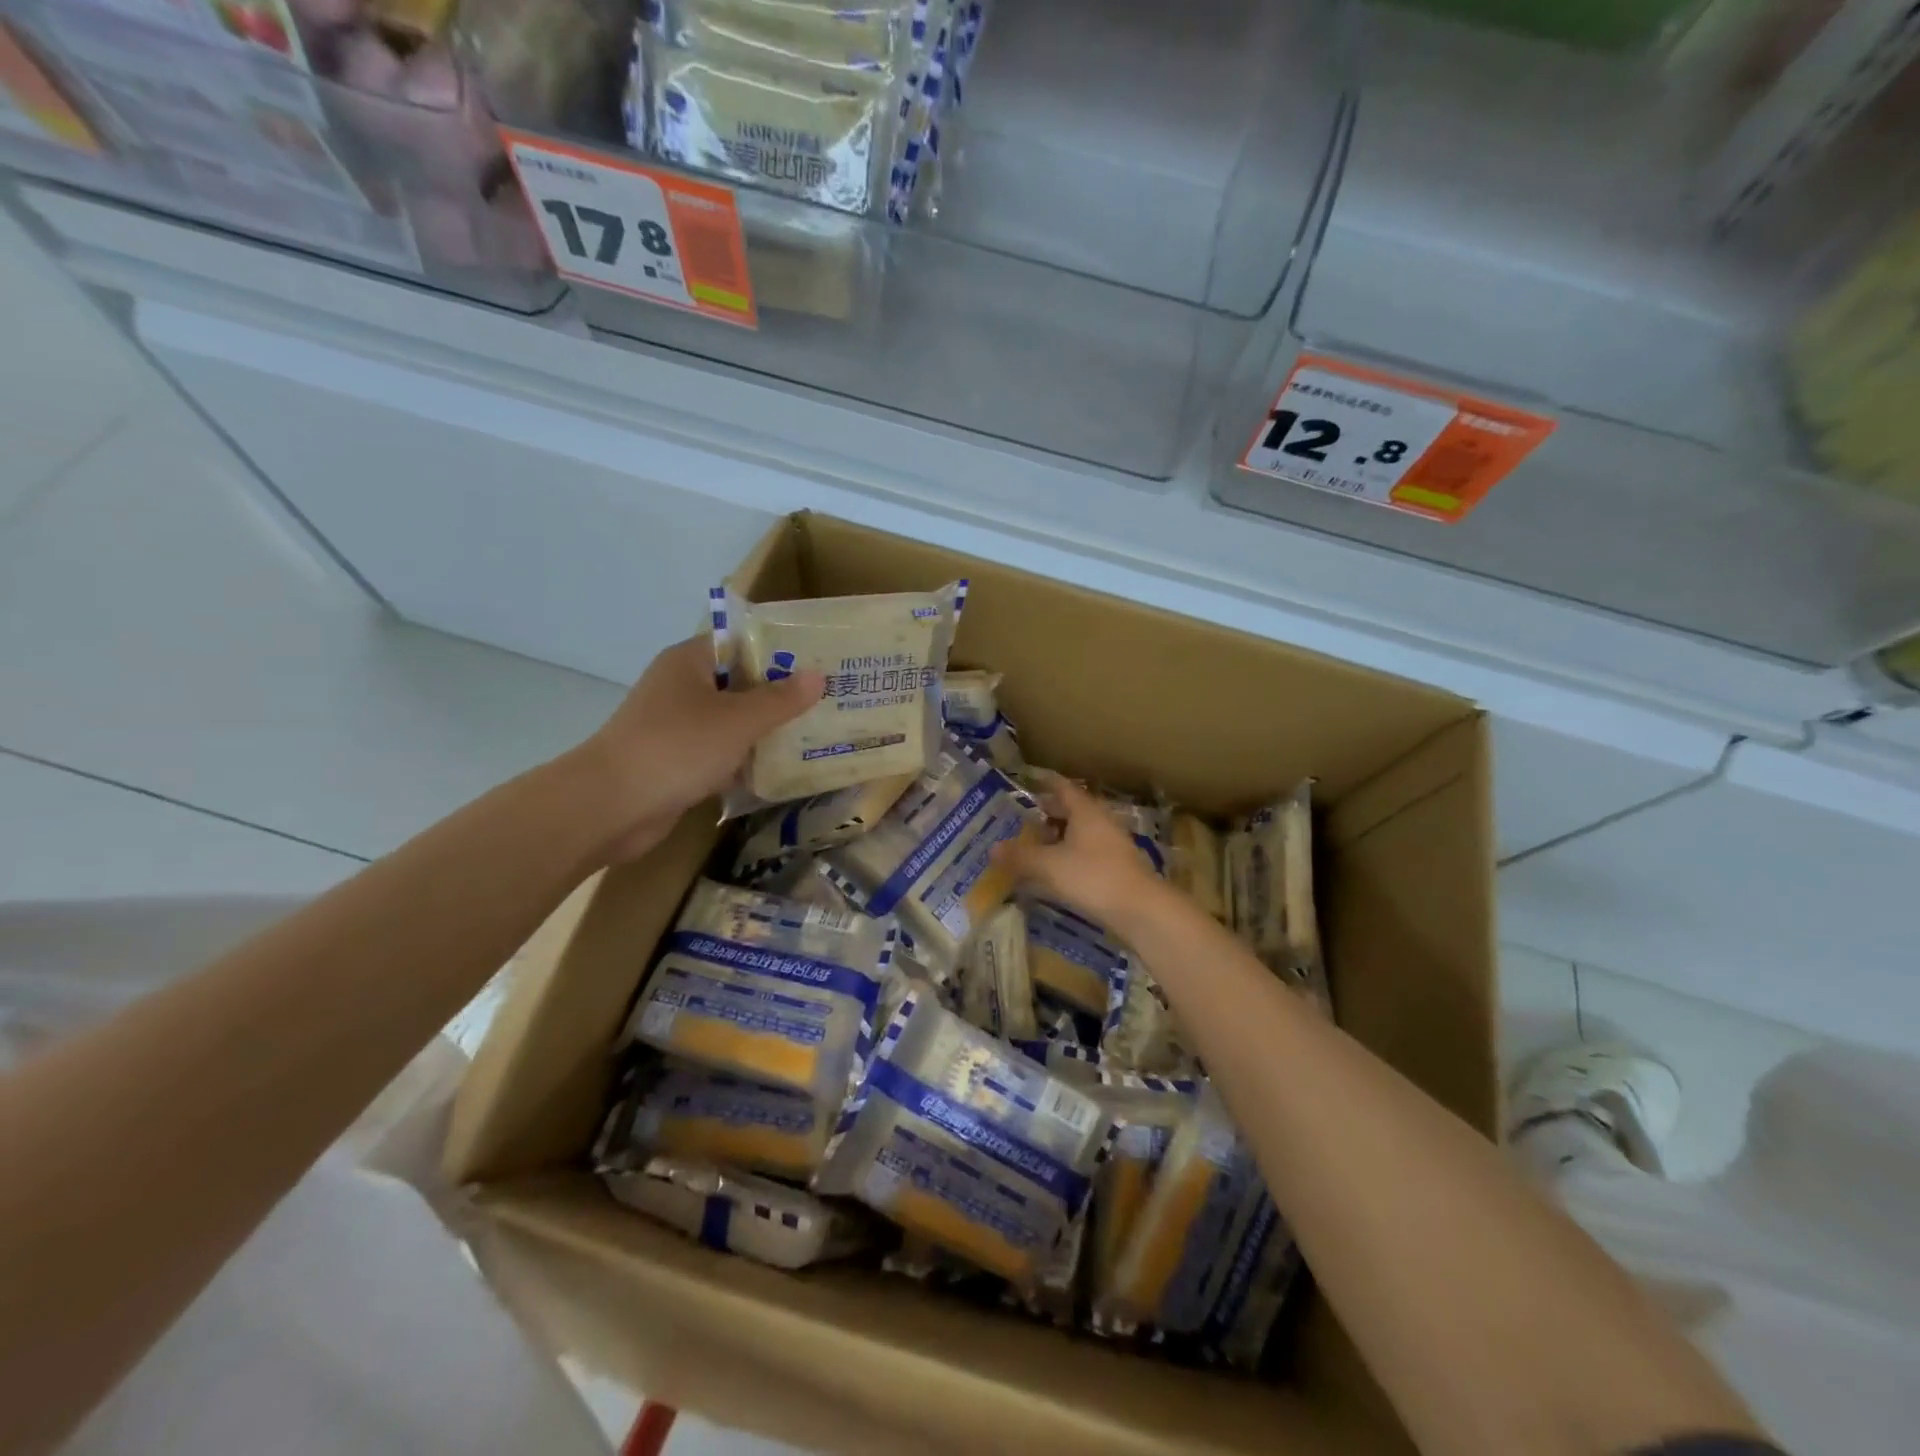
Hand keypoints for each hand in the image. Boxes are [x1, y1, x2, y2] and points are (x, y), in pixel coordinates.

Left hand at [568, 636, 822, 863]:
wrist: (611, 806)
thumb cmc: (677, 747)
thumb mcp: (738, 720)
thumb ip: (781, 699)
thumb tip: (818, 676)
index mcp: (690, 661)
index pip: (741, 643)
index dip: (780, 651)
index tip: (819, 663)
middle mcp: (681, 687)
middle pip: (739, 683)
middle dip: (780, 695)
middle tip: (828, 702)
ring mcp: (676, 726)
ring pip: (731, 721)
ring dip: (765, 731)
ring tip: (815, 735)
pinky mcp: (676, 761)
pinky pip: (720, 752)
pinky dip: (745, 759)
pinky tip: (780, 770)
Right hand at [995, 772, 1166, 929]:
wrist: (1141, 909)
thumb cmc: (1093, 876)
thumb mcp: (1049, 866)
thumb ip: (1020, 856)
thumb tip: (993, 848)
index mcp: (1085, 811)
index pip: (1062, 787)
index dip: (1044, 783)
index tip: (1027, 781)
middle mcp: (1100, 821)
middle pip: (1071, 810)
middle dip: (1047, 813)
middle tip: (1022, 818)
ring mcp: (1112, 844)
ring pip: (1080, 832)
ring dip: (1058, 837)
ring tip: (1035, 846)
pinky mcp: (1117, 867)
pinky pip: (1087, 853)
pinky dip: (1069, 855)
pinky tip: (1056, 871)